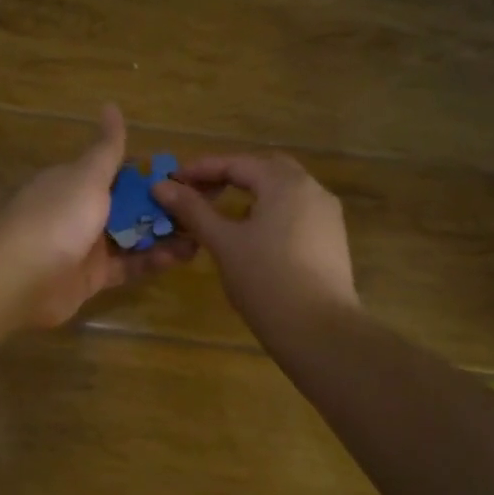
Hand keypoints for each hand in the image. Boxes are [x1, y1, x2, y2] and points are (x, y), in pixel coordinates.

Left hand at [0, 104, 198, 327]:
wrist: (21, 277)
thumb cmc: (58, 217)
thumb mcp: (87, 176)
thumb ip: (107, 148)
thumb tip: (111, 105)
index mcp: (75, 181)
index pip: (117, 172)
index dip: (149, 175)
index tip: (185, 177)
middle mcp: (80, 211)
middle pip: (127, 206)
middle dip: (161, 207)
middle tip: (202, 208)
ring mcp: (86, 246)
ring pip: (130, 237)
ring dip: (162, 234)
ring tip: (201, 233)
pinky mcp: (92, 278)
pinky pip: (128, 266)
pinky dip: (152, 261)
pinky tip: (182, 256)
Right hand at [150, 152, 358, 334]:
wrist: (319, 331)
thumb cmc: (265, 280)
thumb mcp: (223, 242)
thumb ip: (193, 210)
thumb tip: (161, 186)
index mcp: (285, 183)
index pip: (237, 163)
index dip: (202, 169)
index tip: (173, 181)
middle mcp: (312, 189)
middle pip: (265, 169)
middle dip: (230, 175)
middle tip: (199, 191)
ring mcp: (327, 215)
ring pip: (283, 191)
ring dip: (251, 193)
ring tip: (220, 212)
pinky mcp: (332, 239)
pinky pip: (296, 211)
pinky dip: (270, 211)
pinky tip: (251, 234)